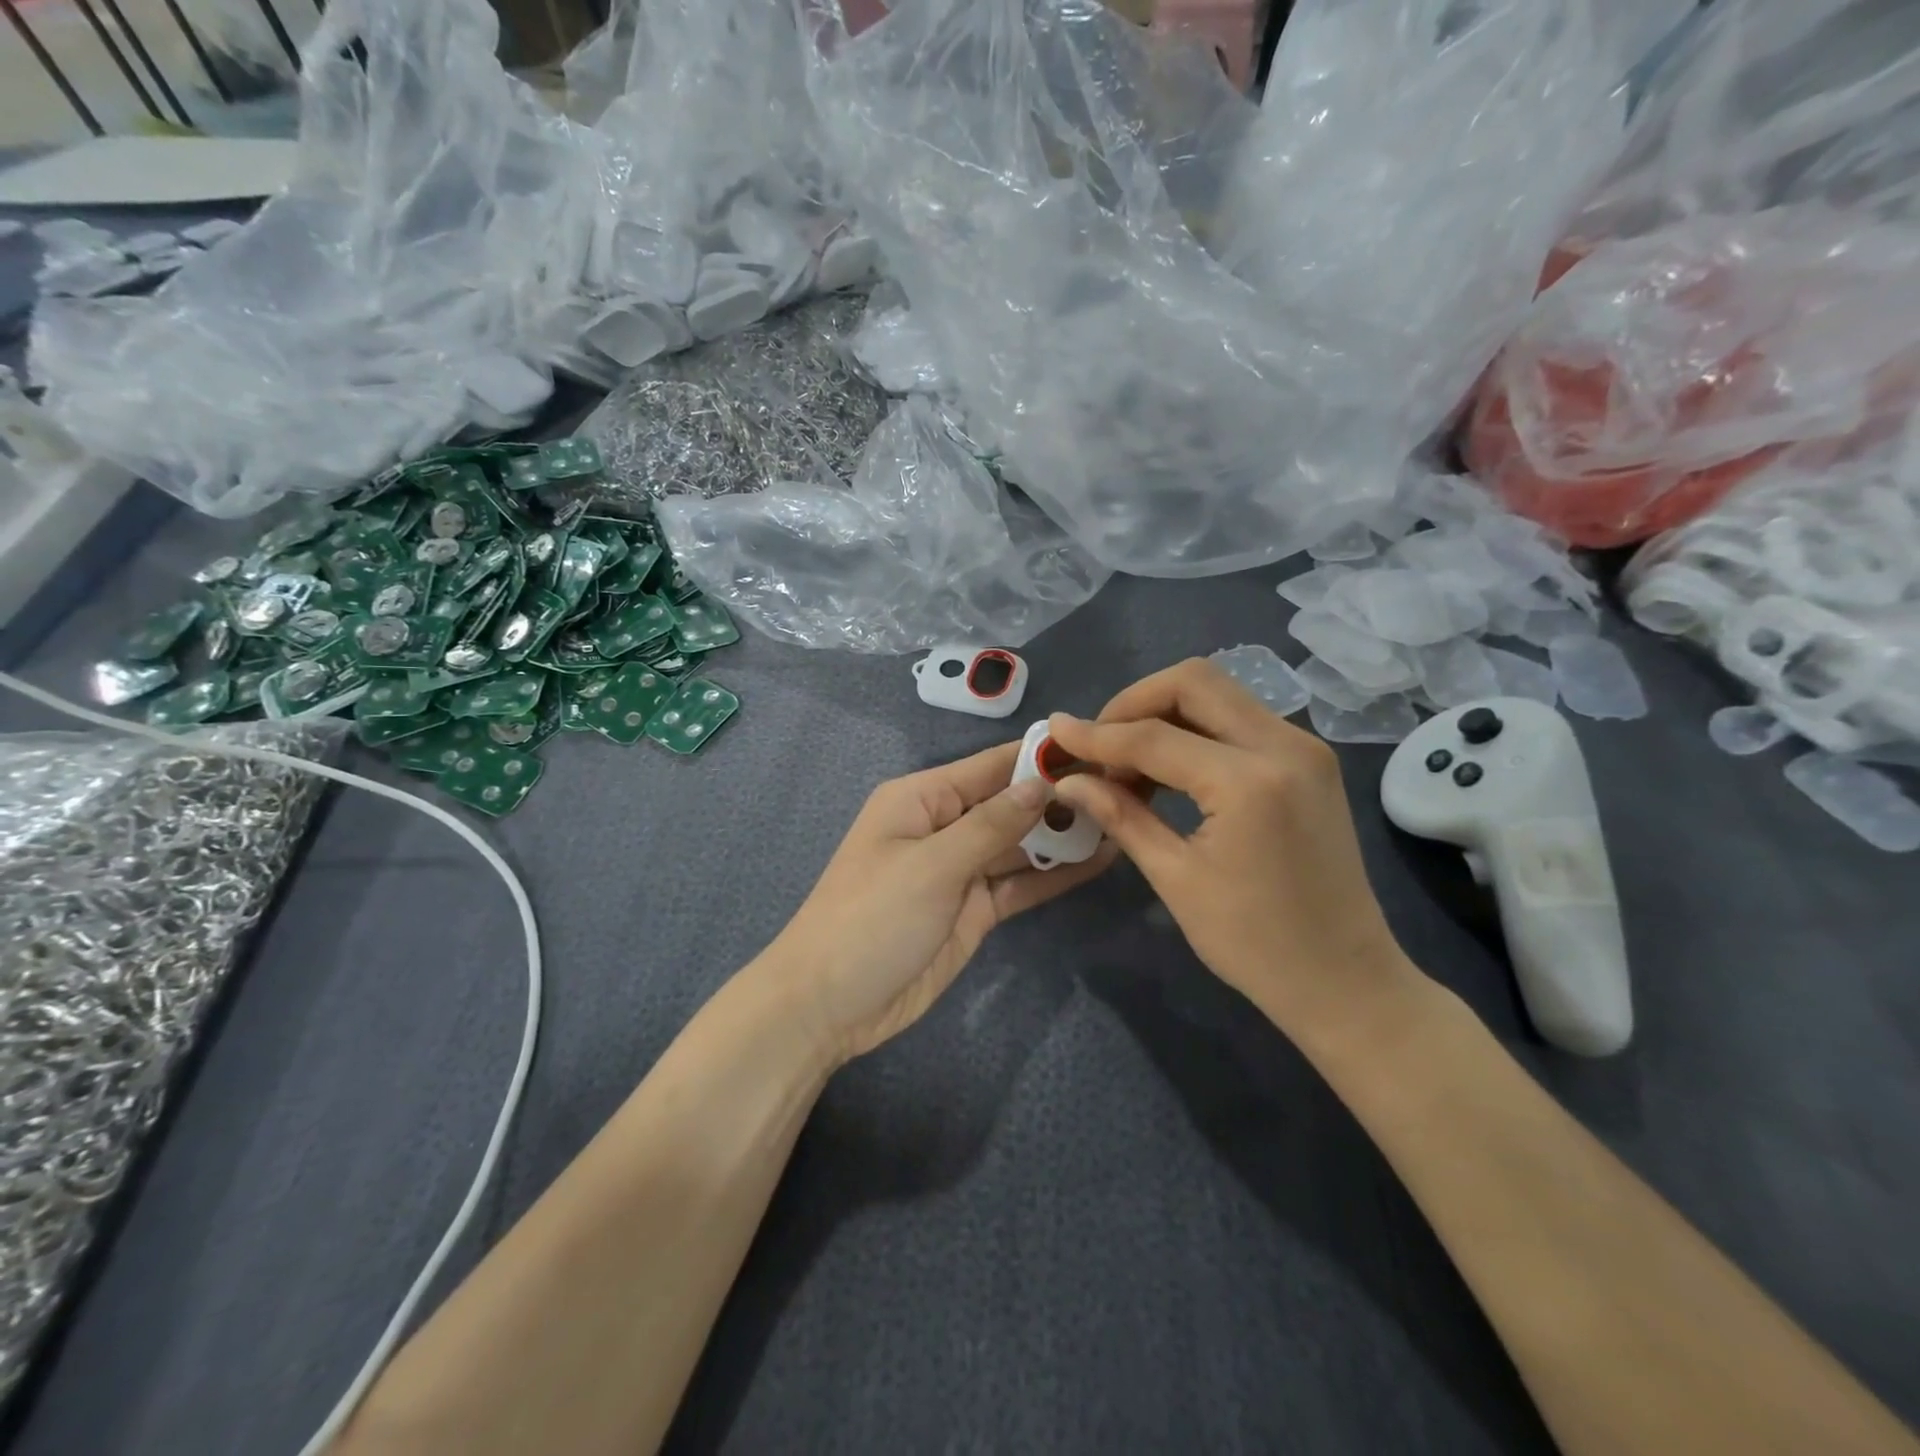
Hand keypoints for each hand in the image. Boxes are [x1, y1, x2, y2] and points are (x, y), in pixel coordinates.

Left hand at [764, 742, 1116, 1065]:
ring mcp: (961, 871)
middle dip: (1060, 797)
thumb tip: (1040, 783)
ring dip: (1063, 836)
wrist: (830, 1005)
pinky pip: (1019, 883)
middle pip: (1010, 804)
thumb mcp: (931, 865)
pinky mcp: (974, 910)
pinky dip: (1053, 874)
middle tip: (1129, 787)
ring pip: (1020, 844)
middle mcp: (944, 827)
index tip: (1097, 749)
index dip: (1039, 757)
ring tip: (1126, 819)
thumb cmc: (871, 919)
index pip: (989, 767)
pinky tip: (1099, 862)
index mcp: (922, 800)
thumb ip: (990, 825)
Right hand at [1045, 659, 1422, 1044]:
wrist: (1345, 980)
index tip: (1054, 731)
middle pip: (1193, 682)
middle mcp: (1285, 746)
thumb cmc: (1254, 944)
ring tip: (1127, 761)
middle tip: (1099, 743)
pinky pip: (1240, 718)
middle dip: (1134, 703)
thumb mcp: (1176, 878)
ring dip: (1164, 713)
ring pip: (1218, 693)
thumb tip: (1068, 780)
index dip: (1097, 734)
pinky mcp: (1309, 760)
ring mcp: (1304, 748)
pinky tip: (1168, 768)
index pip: (1155, 737)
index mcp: (1250, 782)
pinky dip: (1195, 729)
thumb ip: (1121, 815)